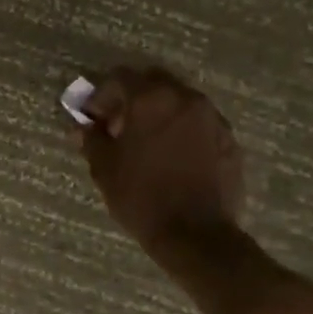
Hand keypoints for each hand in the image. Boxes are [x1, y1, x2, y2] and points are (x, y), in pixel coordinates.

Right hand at [78, 67, 247, 261]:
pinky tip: (173, 157)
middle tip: (119, 126)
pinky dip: (182, 130)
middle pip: (153, 82)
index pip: (120, 77)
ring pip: (179, 101)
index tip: (93, 118)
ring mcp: (212, 118)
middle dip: (133, 98)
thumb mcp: (105, 168)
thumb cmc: (142, 197)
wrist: (197, 236)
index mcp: (151, 99)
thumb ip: (92, 139)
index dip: (101, 95)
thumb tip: (83, 127)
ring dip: (160, 113)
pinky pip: (199, 123)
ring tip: (147, 143)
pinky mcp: (229, 140)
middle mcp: (185, 99)